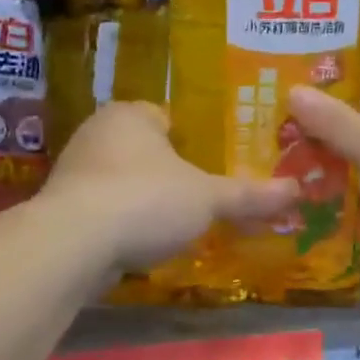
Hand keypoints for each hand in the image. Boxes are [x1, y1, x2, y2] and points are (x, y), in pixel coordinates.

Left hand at [41, 102, 298, 272]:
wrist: (73, 245)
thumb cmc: (146, 200)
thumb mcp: (208, 198)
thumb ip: (250, 195)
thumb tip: (297, 190)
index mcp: (130, 115)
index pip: (166, 117)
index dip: (193, 139)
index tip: (213, 163)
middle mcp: (97, 134)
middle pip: (145, 151)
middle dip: (170, 172)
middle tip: (204, 195)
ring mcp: (74, 172)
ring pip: (123, 181)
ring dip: (146, 200)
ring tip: (178, 223)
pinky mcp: (62, 210)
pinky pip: (105, 210)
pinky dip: (125, 224)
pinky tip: (144, 244)